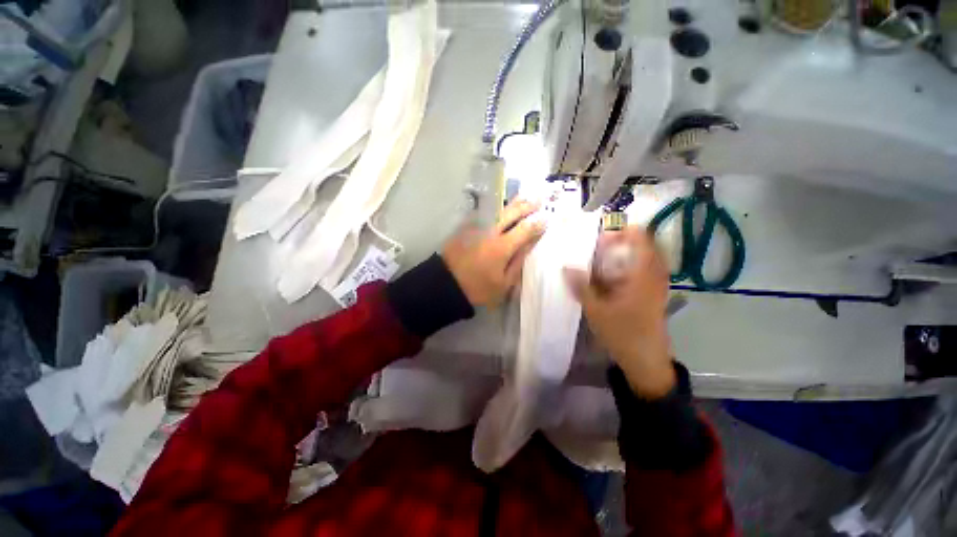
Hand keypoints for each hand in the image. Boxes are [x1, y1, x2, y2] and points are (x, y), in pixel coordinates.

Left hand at [442, 199, 545, 307]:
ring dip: (513, 202)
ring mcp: (476, 227)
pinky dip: (495, 207)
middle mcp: (490, 232)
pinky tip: (501, 204)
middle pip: (512, 213)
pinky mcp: (466, 227)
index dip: (537, 223)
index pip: (525, 229)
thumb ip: (518, 261)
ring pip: (498, 209)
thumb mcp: (503, 283)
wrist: (446, 283)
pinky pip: (483, 212)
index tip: (547, 218)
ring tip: (525, 197)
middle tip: (540, 199)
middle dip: (527, 206)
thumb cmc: (478, 288)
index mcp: (501, 247)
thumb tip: (530, 244)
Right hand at [565, 227, 675, 398]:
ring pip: (644, 256)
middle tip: (599, 246)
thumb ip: (581, 286)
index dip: (622, 230)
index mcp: (643, 274)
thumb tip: (566, 267)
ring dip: (624, 253)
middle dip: (621, 241)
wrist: (646, 360)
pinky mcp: (654, 292)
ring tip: (602, 258)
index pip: (641, 238)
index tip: (600, 234)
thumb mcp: (596, 310)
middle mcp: (654, 274)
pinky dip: (628, 265)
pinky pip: (643, 269)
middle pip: (643, 244)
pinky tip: (611, 276)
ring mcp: (657, 283)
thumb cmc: (623, 333)